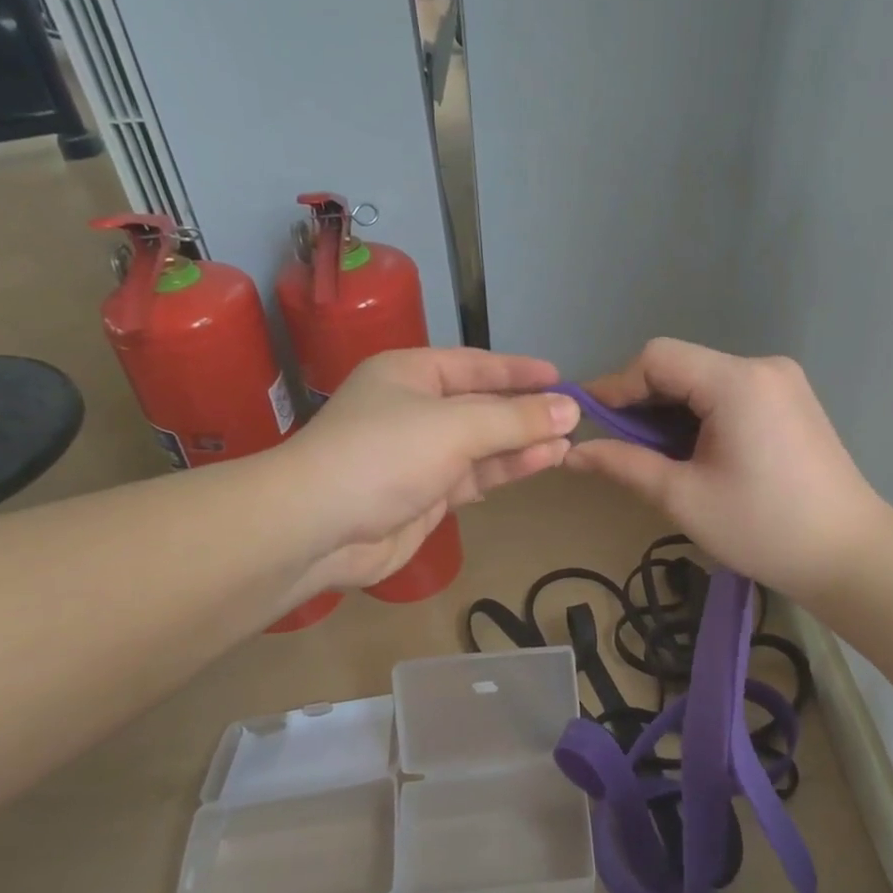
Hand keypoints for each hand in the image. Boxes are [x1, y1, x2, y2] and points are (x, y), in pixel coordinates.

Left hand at [286, 348, 579, 590]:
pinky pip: (473, 476)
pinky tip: (539, 463)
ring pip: (481, 445)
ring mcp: (418, 455)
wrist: (318, 528)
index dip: (518, 370)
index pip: (475, 365)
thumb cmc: (384, 455)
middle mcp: (414, 409)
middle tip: (574, 417)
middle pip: (481, 406)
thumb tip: (570, 408)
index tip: (559, 376)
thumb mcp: (455, 427)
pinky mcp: (423, 495)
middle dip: (526, 412)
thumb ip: (515, 419)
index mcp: (410, 374)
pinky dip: (504, 470)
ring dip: (522, 444)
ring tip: (568, 443)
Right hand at [563, 338, 883, 601]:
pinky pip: (730, 393)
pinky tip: (694, 452)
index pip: (657, 358)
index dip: (617, 386)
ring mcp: (783, 382)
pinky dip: (700, 414)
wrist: (850, 556)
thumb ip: (624, 465)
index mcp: (737, 382)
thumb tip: (572, 452)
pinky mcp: (792, 401)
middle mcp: (762, 367)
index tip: (590, 425)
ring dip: (671, 411)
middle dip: (643, 402)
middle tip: (619, 448)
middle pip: (681, 365)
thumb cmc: (762, 529)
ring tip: (656, 457)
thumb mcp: (683, 497)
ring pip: (704, 380)